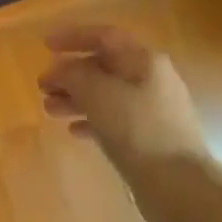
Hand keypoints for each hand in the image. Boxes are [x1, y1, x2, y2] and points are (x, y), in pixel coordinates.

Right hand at [39, 26, 210, 169]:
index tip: (45, 46)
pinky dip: (91, 121)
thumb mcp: (98, 94)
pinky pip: (114, 120)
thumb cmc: (137, 129)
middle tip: (42, 87)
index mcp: (144, 61)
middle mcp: (151, 79)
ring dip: (75, 98)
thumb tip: (60, 69)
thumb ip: (74, 74)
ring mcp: (152, 110)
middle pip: (103, 67)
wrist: (178, 184)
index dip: (73, 37)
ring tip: (49, 110)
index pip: (104, 37)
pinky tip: (74, 131)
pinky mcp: (149, 137)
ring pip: (106, 95)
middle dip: (69, 74)